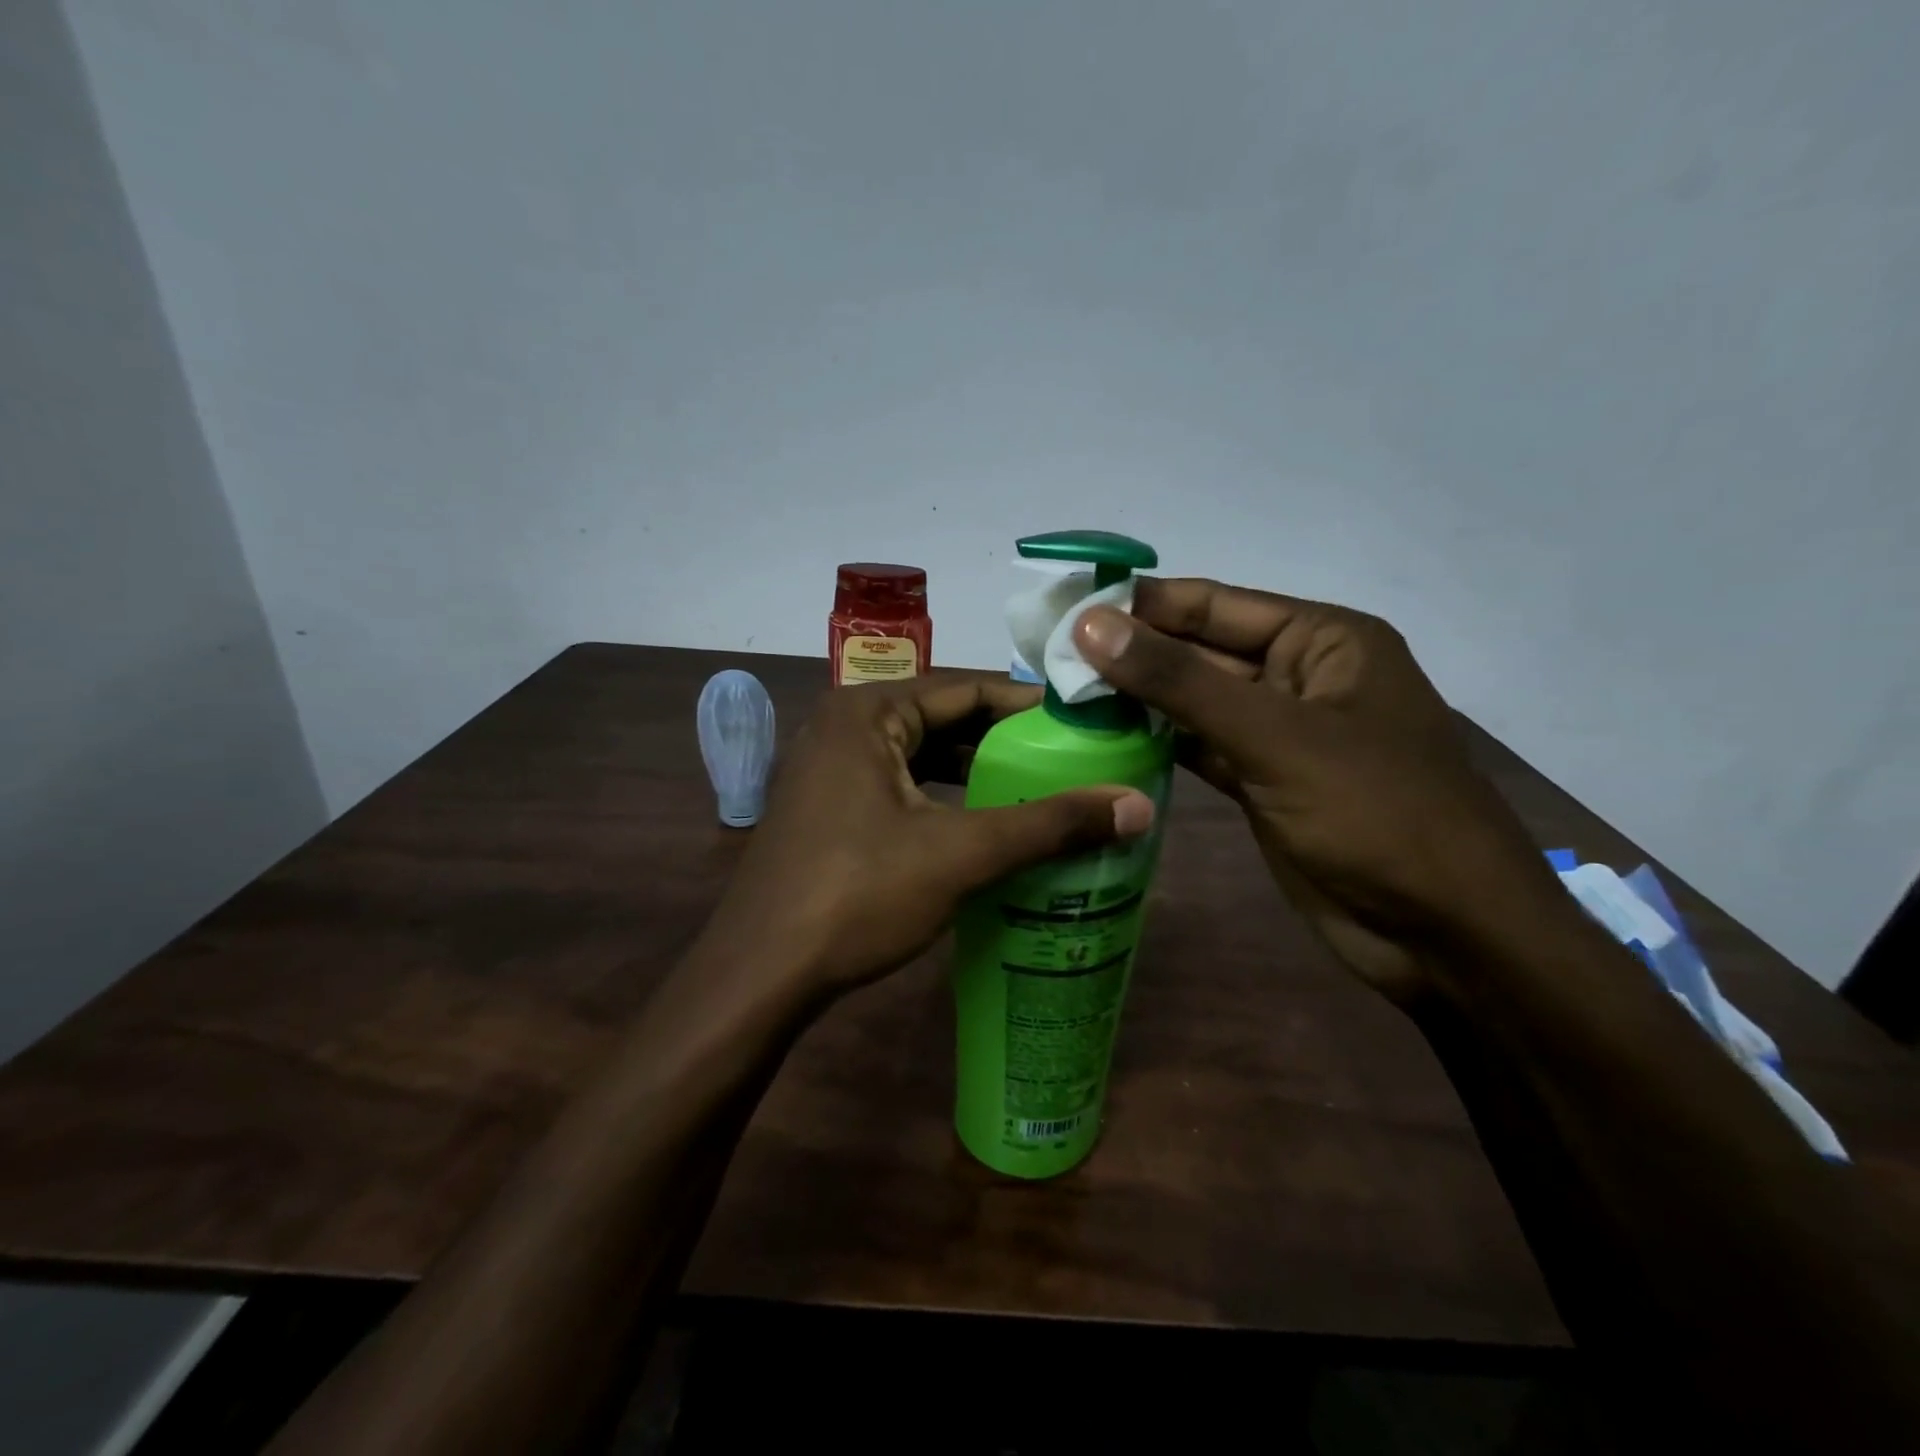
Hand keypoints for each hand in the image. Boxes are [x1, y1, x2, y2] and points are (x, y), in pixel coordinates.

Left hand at [699, 672, 1155, 1004]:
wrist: (760, 974)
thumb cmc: (857, 895)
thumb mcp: (961, 854)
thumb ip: (1049, 825)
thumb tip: (1140, 804)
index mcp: (868, 711)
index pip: (966, 687)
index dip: (1029, 705)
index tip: (1083, 724)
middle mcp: (843, 726)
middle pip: (943, 719)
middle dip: (1005, 742)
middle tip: (1071, 762)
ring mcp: (829, 769)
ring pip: (921, 757)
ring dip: (975, 774)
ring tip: (1038, 792)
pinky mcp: (826, 809)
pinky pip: (899, 787)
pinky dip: (943, 800)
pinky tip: (982, 826)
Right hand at [1076, 579, 1558, 1004]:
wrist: (1444, 934)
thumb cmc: (1375, 813)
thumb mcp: (1274, 736)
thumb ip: (1179, 680)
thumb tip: (1091, 625)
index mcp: (1322, 640)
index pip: (1214, 604)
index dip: (1141, 603)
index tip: (1066, 606)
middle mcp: (1299, 676)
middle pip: (1199, 652)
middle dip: (1131, 654)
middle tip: (1048, 656)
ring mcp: (1279, 734)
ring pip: (1194, 703)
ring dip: (1137, 700)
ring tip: (1061, 694)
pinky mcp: (1262, 783)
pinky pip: (1199, 748)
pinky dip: (1156, 743)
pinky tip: (1103, 739)